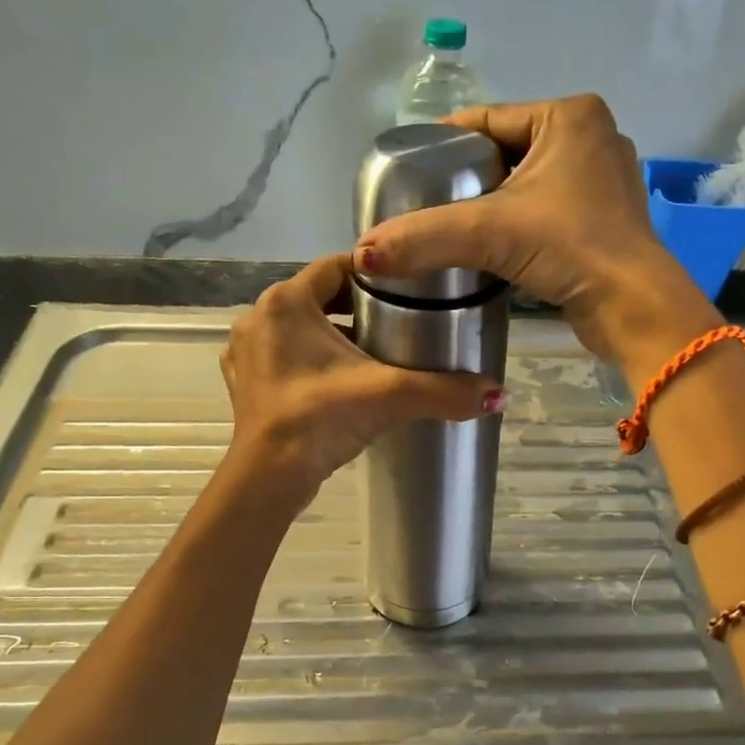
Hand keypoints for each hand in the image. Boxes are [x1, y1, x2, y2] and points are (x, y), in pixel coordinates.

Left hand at [221, 254, 504, 505]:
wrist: (269, 477)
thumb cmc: (321, 418)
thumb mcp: (389, 396)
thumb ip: (445, 391)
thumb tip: (499, 394)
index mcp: (287, 301)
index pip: (336, 267)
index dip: (373, 274)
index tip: (406, 288)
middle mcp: (259, 317)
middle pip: (318, 297)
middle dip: (356, 307)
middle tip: (398, 322)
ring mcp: (246, 352)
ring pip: (299, 329)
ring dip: (332, 335)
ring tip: (374, 352)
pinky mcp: (244, 383)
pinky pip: (283, 357)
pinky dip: (309, 361)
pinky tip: (337, 381)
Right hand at [352, 95, 719, 370]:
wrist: (634, 307)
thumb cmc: (571, 248)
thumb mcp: (490, 233)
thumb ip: (424, 237)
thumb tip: (362, 254)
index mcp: (570, 116)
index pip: (487, 120)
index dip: (443, 143)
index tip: (407, 170)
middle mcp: (592, 138)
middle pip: (505, 153)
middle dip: (466, 179)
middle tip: (423, 205)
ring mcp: (603, 181)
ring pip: (526, 185)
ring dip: (491, 206)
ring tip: (449, 229)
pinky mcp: (605, 220)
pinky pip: (546, 211)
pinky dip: (518, 225)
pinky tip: (491, 247)